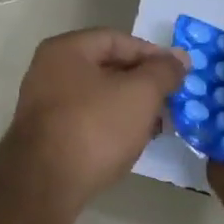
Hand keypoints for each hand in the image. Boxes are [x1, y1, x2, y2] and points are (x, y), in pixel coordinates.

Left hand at [3, 29, 188, 209]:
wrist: (45, 183)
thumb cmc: (95, 127)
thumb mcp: (140, 94)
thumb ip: (163, 71)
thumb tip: (179, 58)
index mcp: (66, 49)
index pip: (117, 39)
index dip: (152, 53)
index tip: (179, 73)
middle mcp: (49, 71)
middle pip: (106, 67)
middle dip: (142, 83)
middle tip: (172, 100)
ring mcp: (44, 104)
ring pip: (97, 96)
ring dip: (129, 107)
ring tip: (158, 124)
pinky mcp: (46, 136)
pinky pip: (86, 120)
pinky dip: (111, 125)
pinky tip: (132, 142)